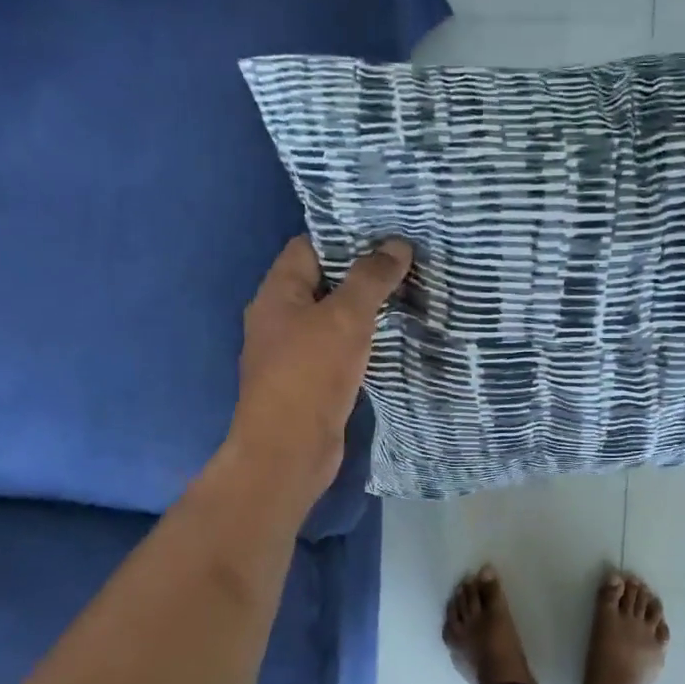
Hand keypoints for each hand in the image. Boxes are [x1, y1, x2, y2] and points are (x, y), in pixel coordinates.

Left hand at [226, 235, 412, 504]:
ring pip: (332, 317)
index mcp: (277, 293)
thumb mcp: (345, 317)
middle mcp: (279, 317)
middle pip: (323, 281)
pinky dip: (362, 339)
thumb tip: (397, 244)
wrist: (288, 451)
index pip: (309, 246)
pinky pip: (338, 347)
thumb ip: (371, 278)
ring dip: (364, 308)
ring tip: (407, 293)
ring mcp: (293, 352)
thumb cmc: (311, 374)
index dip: (345, 236)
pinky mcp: (310, 380)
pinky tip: (392, 337)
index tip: (387, 233)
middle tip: (406, 262)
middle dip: (362, 272)